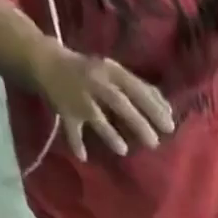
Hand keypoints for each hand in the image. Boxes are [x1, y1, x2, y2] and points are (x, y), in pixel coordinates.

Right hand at [33, 42, 175, 158]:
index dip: (154, 107)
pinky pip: (71, 128)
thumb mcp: (116, 74)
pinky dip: (76, 143)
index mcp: (111, 71)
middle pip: (118, 102)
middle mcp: (95, 81)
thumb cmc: (92, 72)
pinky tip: (84, 157)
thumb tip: (169, 110)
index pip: (136, 88)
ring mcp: (78, 95)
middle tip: (155, 143)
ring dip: (109, 133)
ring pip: (95, 115)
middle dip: (138, 122)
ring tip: (124, 150)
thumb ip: (142, 90)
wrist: (46, 60)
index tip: (170, 126)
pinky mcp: (64, 109)